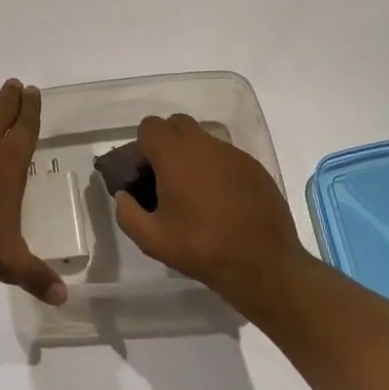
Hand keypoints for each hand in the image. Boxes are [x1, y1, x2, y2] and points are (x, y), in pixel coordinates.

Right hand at [114, 112, 306, 315]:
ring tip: (195, 193)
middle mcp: (204, 145)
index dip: (142, 148)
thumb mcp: (152, 240)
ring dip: (192, 156)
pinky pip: (225, 156)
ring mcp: (233, 154)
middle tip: (167, 178)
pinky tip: (222, 201)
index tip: (146, 177)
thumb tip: (124, 196)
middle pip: (176, 124)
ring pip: (203, 139)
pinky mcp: (254, 167)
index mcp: (175, 155)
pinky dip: (216, 169)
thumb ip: (127, 213)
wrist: (265, 265)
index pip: (149, 127)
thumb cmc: (203, 249)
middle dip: (166, 144)